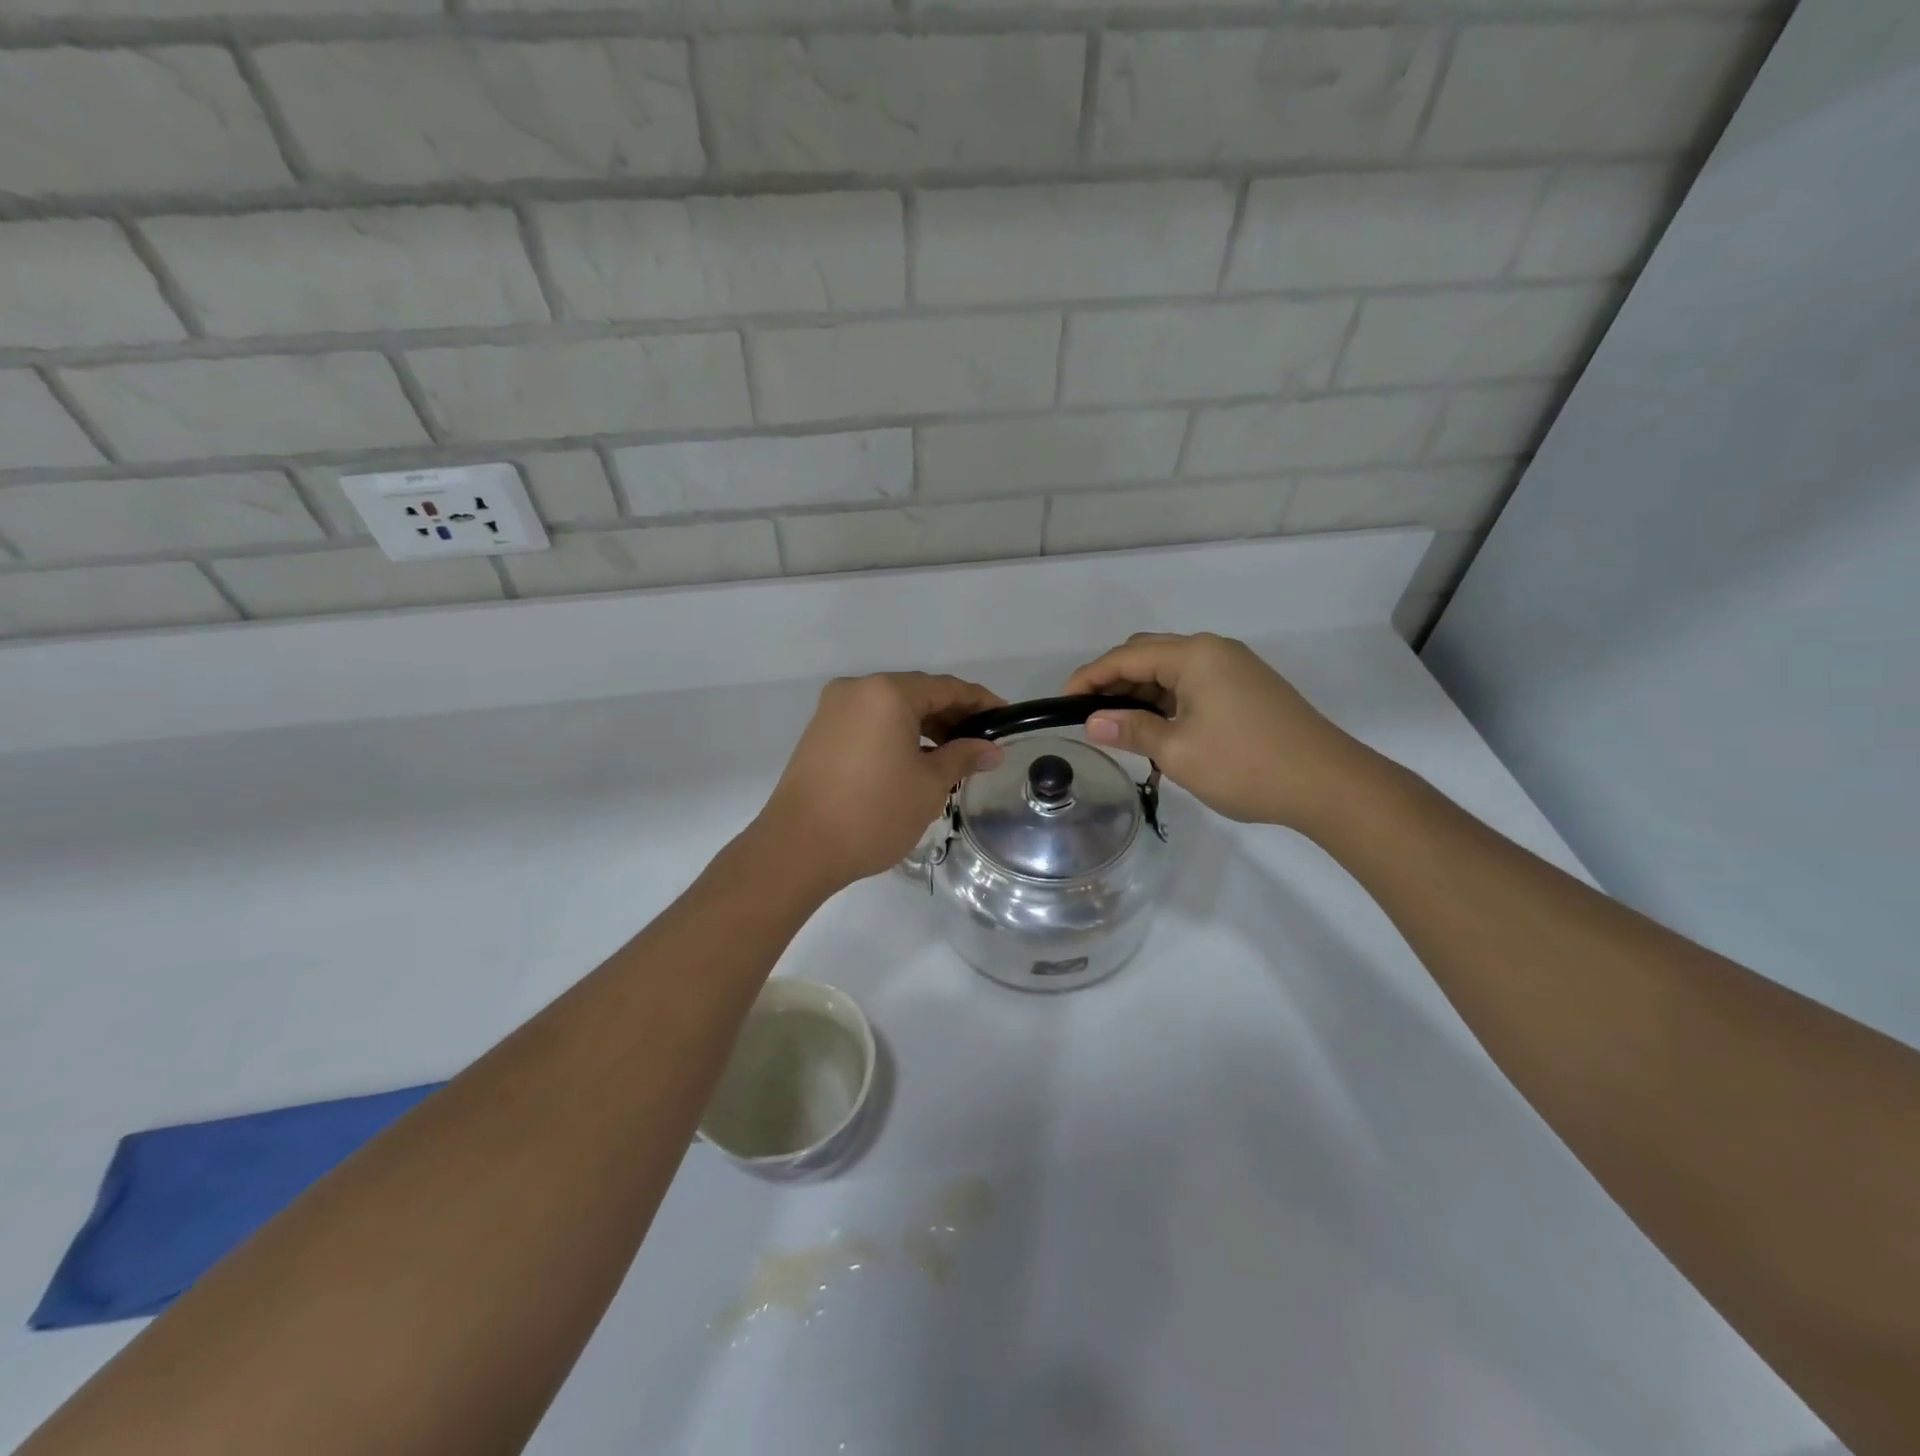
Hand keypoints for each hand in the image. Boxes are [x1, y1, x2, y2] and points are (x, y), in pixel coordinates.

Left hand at [755, 673, 1005, 895]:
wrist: (798, 848)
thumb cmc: (873, 813)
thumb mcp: (929, 785)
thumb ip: (963, 757)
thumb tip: (991, 749)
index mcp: (886, 693)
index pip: (946, 688)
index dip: (980, 702)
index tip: (1006, 718)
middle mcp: (857, 690)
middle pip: (917, 694)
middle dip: (952, 716)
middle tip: (982, 743)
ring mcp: (833, 710)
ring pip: (891, 709)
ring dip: (924, 727)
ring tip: (953, 756)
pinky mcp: (820, 733)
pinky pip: (870, 723)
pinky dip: (897, 735)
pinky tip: (916, 760)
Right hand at [1065, 632, 1373, 831]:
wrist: (1329, 784)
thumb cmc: (1247, 765)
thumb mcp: (1180, 751)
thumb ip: (1132, 730)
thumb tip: (1093, 722)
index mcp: (1195, 656)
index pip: (1127, 656)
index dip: (1089, 677)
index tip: (1063, 702)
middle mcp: (1214, 650)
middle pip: (1148, 654)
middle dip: (1114, 680)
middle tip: (1090, 715)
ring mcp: (1235, 667)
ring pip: (1172, 669)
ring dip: (1142, 692)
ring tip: (1120, 727)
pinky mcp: (1248, 687)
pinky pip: (1194, 683)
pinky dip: (1168, 699)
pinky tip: (1159, 728)